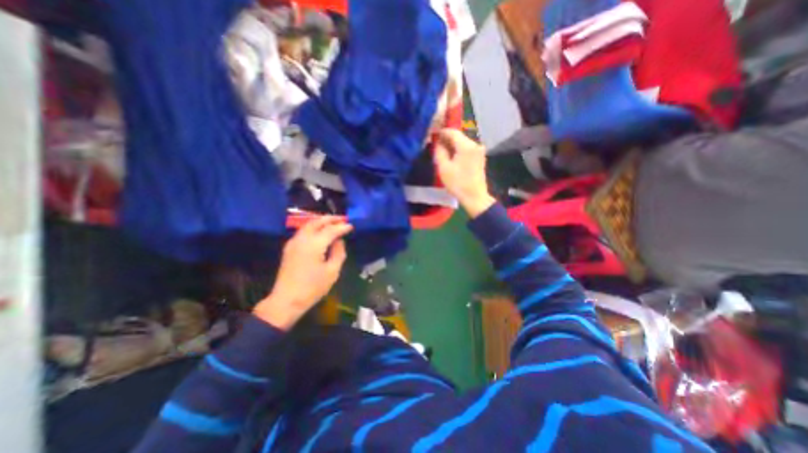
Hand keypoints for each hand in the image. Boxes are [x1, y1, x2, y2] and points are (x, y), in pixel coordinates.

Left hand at [253, 215, 351, 328]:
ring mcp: (293, 242)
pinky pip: (303, 231)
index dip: (342, 227)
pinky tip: (320, 231)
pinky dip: (313, 227)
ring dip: (321, 221)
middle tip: (342, 219)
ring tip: (333, 222)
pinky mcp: (289, 248)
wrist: (286, 300)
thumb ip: (338, 253)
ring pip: (308, 224)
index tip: (351, 225)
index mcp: (314, 244)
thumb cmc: (312, 288)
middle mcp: (302, 239)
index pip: (331, 230)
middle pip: (317, 222)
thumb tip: (339, 241)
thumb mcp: (332, 272)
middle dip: (330, 218)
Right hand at [433, 128, 495, 216]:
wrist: (475, 197)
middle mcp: (475, 144)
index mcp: (466, 146)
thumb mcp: (444, 168)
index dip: (441, 132)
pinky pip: (467, 149)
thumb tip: (438, 142)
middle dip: (446, 139)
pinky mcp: (480, 157)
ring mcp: (479, 151)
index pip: (452, 131)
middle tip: (435, 145)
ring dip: (452, 145)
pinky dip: (458, 150)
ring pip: (462, 143)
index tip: (432, 136)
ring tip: (442, 152)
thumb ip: (439, 151)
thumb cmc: (458, 184)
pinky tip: (451, 158)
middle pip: (458, 136)